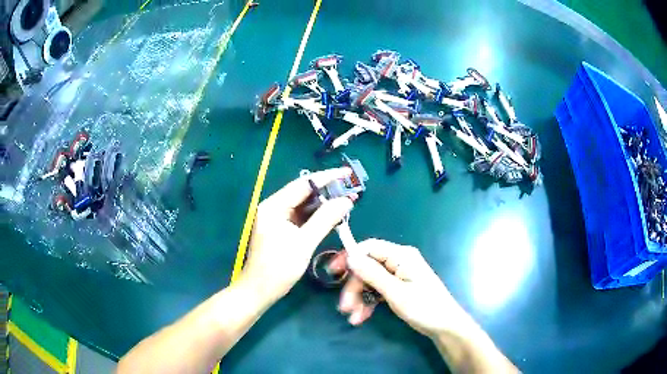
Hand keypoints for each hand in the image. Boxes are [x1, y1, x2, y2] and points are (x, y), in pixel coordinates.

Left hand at [241, 168, 354, 304]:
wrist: (259, 290)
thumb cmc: (278, 267)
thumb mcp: (304, 243)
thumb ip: (325, 219)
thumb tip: (346, 200)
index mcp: (274, 206)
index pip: (303, 184)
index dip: (327, 177)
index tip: (347, 173)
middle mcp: (274, 207)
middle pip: (304, 193)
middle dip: (328, 191)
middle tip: (351, 189)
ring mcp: (277, 219)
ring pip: (304, 205)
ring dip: (324, 204)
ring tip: (347, 201)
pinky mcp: (282, 229)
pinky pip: (302, 217)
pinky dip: (317, 216)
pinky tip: (333, 216)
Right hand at [332, 239, 471, 336]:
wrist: (444, 326)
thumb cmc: (424, 307)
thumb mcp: (396, 293)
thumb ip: (372, 274)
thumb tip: (350, 257)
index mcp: (401, 256)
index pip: (369, 248)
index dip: (349, 257)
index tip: (332, 272)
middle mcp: (398, 261)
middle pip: (367, 267)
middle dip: (354, 287)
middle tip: (344, 307)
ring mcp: (399, 275)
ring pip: (370, 281)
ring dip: (358, 298)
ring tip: (353, 317)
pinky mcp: (398, 287)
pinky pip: (377, 290)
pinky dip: (368, 302)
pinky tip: (362, 317)